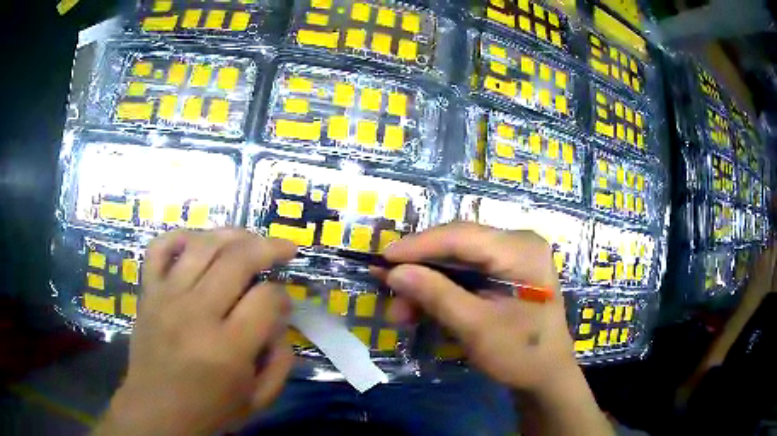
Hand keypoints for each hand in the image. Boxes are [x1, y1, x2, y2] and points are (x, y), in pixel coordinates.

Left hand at [96, 229, 296, 434]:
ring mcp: (166, 297)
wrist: (157, 412)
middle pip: (237, 260)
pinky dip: (179, 236)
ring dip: (233, 234)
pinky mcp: (147, 293)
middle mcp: (195, 314)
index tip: (285, 304)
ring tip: (250, 239)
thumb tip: (280, 320)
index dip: (283, 296)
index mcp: (227, 349)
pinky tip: (198, 241)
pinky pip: (159, 248)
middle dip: (269, 248)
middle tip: (285, 249)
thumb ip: (280, 361)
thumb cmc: (210, 411)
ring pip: (202, 245)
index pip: (266, 299)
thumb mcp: (259, 399)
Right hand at [380, 222, 576, 394]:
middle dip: (420, 270)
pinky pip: (466, 274)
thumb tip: (393, 272)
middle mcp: (517, 243)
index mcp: (520, 249)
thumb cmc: (520, 354)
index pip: (461, 236)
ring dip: (427, 284)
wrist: (547, 377)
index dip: (418, 246)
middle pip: (457, 246)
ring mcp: (512, 258)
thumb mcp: (476, 327)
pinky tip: (422, 309)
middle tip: (388, 289)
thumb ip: (435, 295)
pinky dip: (442, 291)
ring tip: (402, 313)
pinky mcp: (505, 274)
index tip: (382, 259)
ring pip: (457, 262)